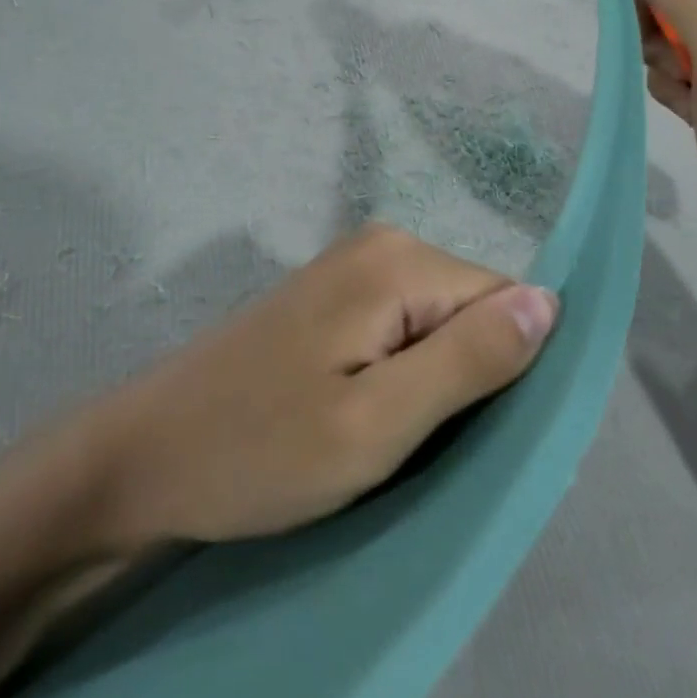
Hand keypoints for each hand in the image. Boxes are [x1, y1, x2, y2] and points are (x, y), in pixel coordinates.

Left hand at [69, 225, 556, 549]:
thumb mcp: (378, 423)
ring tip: (382, 437)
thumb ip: (469, 359)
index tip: (460, 435)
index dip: (499, 373)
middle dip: (462, 380)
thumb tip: (550, 303)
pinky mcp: (333, 296)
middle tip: (410, 444)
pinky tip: (358, 415)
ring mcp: (353, 266)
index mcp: (399, 261)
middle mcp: (382, 244)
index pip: (504, 300)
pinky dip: (400, 377)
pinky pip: (402, 329)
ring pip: (438, 324)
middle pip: (471, 309)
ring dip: (430, 385)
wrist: (146, 454)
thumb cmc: (260, 449)